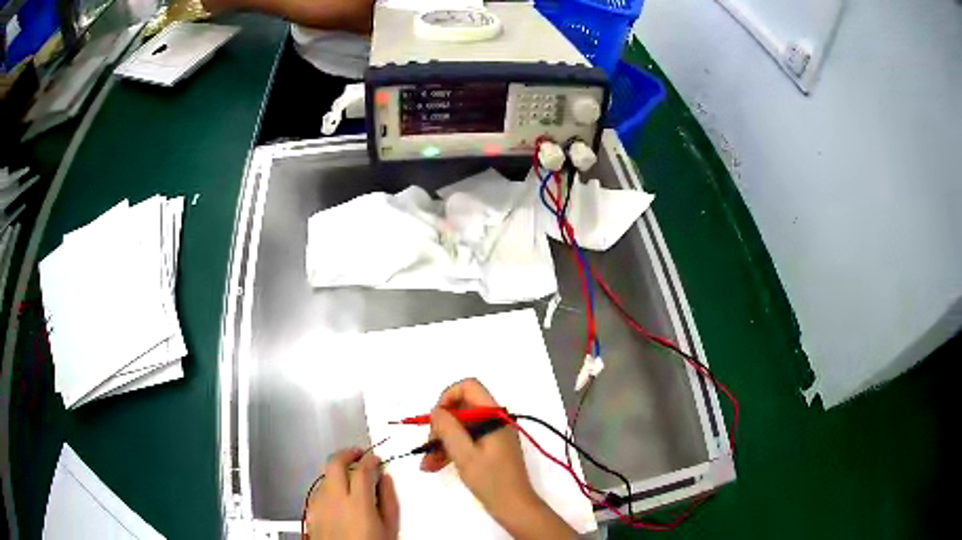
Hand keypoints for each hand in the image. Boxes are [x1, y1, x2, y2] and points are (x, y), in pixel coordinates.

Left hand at [306, 448, 399, 539]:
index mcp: (357, 502)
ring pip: (324, 476)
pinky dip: (328, 487)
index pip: (362, 468)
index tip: (376, 458)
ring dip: (336, 471)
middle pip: (334, 463)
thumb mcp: (389, 528)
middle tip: (358, 454)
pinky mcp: (311, 512)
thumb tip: (386, 480)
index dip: (370, 459)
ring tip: (349, 478)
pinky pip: (318, 491)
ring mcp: (319, 505)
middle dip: (347, 454)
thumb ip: (388, 500)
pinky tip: (337, 496)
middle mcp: (334, 499)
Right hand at [420, 378, 575, 538]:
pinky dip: (449, 451)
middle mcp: (494, 420)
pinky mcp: (489, 449)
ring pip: (460, 428)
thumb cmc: (491, 480)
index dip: (448, 397)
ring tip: (426, 464)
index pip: (469, 387)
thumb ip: (448, 429)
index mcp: (494, 416)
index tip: (436, 419)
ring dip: (441, 442)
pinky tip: (433, 466)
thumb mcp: (465, 455)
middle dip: (441, 427)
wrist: (514, 507)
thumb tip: (436, 410)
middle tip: (427, 447)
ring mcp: (491, 435)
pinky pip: (465, 441)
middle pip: (461, 409)